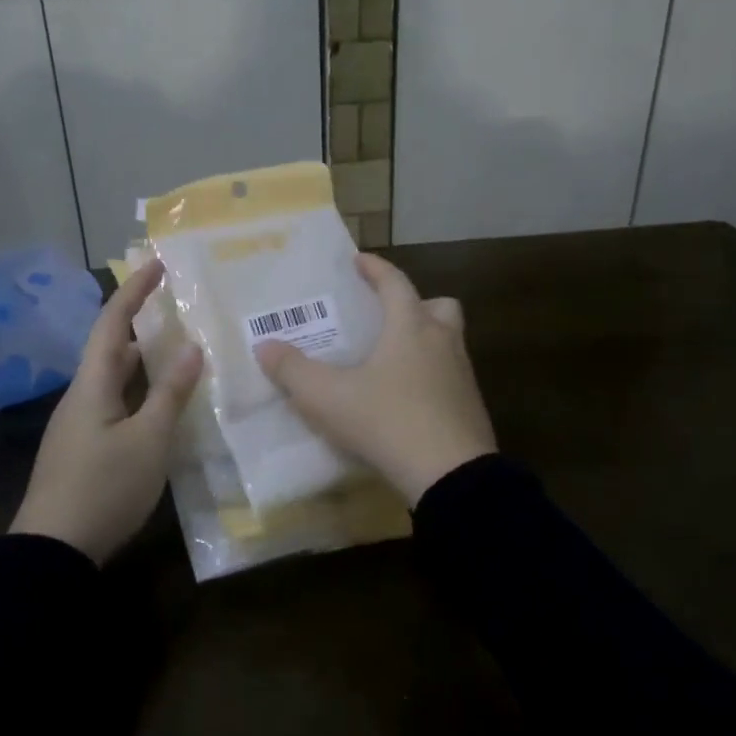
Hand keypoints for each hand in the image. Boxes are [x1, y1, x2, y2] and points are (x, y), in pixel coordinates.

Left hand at [11, 258, 202, 563]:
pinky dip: (138, 391)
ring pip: (113, 377)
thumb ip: (171, 393)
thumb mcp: (149, 440)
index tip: (158, 263)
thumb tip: (191, 347)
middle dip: (141, 322)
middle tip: (177, 308)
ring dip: (142, 360)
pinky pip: (113, 403)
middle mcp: (81, 395)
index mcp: (92, 383)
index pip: (113, 322)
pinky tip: (160, 405)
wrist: (52, 551)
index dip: (135, 290)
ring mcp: (78, 424)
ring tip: (177, 351)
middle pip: (110, 346)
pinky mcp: (82, 448)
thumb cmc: (104, 487)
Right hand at [254, 254, 494, 505]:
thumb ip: (293, 370)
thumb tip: (264, 346)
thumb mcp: (328, 397)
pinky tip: (406, 400)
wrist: (452, 476)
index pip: (395, 282)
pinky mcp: (471, 407)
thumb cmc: (388, 421)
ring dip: (425, 341)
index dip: (376, 268)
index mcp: (411, 327)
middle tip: (387, 317)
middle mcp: (442, 342)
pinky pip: (450, 377)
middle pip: (439, 306)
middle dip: (415, 304)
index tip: (359, 260)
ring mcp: (462, 376)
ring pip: (449, 342)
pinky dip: (431, 377)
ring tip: (392, 360)